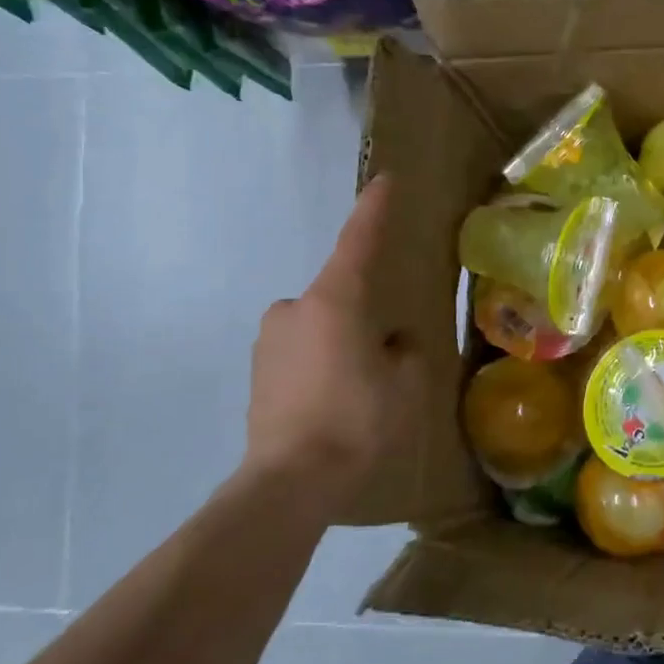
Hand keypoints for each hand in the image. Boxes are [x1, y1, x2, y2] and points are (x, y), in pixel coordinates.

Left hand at [243, 175, 423, 517]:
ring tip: (360, 390)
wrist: (289, 483)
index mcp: (334, 300)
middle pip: (339, 295)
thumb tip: (392, 342)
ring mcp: (269, 342)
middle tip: (386, 355)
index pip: (358, 242)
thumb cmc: (357, 420)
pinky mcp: (257, 375)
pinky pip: (301, 355)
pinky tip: (334, 406)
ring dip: (341, 344)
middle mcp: (294, 310)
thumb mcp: (405, 382)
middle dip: (363, 316)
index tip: (385, 181)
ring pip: (320, 328)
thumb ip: (405, 350)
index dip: (374, 210)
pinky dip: (320, 368)